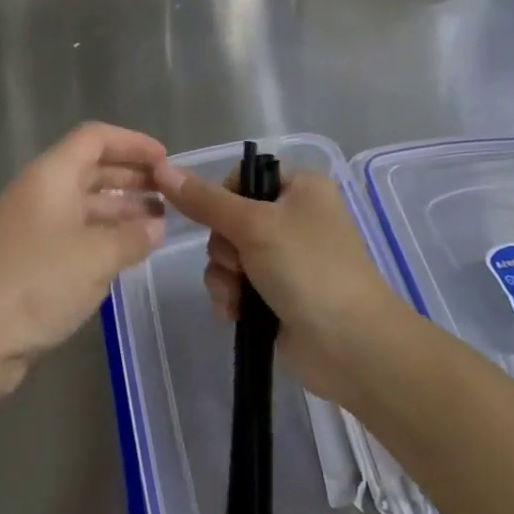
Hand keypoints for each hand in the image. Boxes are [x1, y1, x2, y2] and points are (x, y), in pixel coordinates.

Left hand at [0, 122, 167, 391]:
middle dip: (131, 177)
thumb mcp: (95, 257)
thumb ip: (131, 237)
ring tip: (158, 225)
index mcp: (50, 176)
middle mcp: (38, 194)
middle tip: (170, 194)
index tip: (167, 160)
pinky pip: (73, 235)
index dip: (133, 142)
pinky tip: (126, 253)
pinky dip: (102, 237)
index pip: (95, 138)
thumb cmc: (35, 283)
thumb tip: (155, 226)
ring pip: (83, 205)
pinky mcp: (27, 261)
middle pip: (90, 169)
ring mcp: (30, 228)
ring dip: (120, 210)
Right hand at [153, 162, 405, 406]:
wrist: (351, 346)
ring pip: (228, 255)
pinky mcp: (277, 294)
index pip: (244, 177)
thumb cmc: (308, 268)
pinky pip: (236, 284)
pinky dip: (231, 297)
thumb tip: (163, 167)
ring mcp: (286, 259)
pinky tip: (236, 314)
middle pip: (230, 219)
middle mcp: (294, 217)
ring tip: (238, 297)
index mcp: (301, 188)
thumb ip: (205, 200)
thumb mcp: (253, 225)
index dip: (223, 198)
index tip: (221, 218)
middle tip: (240, 264)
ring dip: (224, 276)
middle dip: (224, 247)